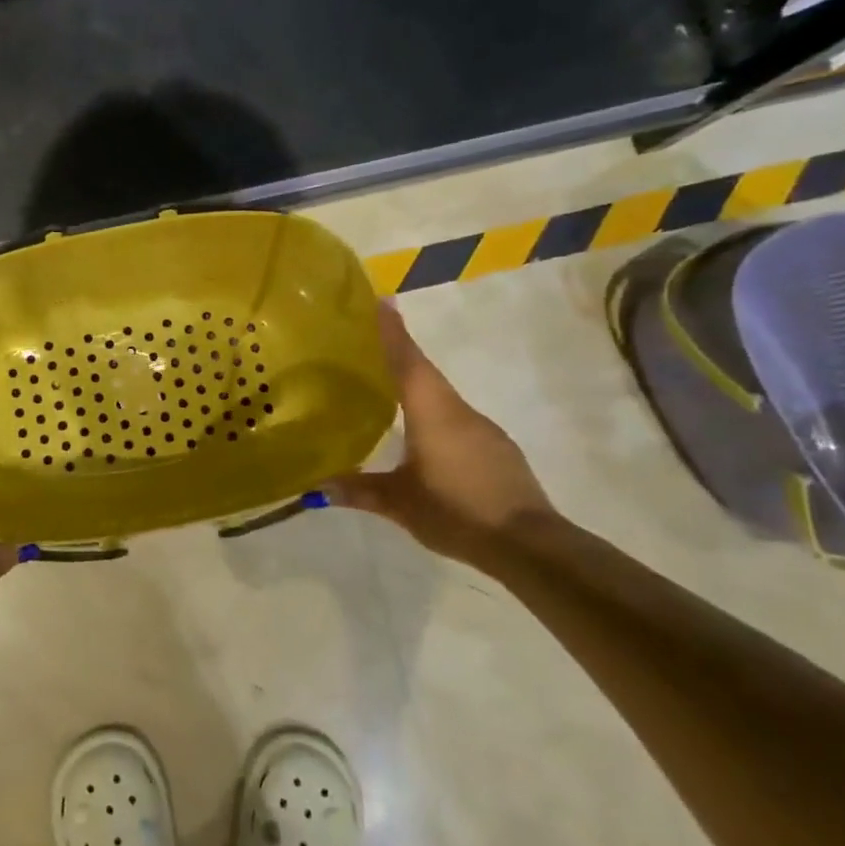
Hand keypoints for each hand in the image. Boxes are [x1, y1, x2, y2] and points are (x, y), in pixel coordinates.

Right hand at [327, 302, 557, 568]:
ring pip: (442, 397)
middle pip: (425, 373)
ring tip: (389, 390)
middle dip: (400, 354)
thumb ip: (360, 491)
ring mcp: (483, 429)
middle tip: (370, 344)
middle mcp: (459, 410)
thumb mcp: (400, 504)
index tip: (381, 301)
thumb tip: (316, 487)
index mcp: (433, 412)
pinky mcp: (498, 449)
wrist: (528, 545)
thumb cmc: (456, 511)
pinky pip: (458, 419)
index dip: (393, 331)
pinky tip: (424, 435)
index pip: (408, 360)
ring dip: (418, 387)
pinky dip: (436, 414)